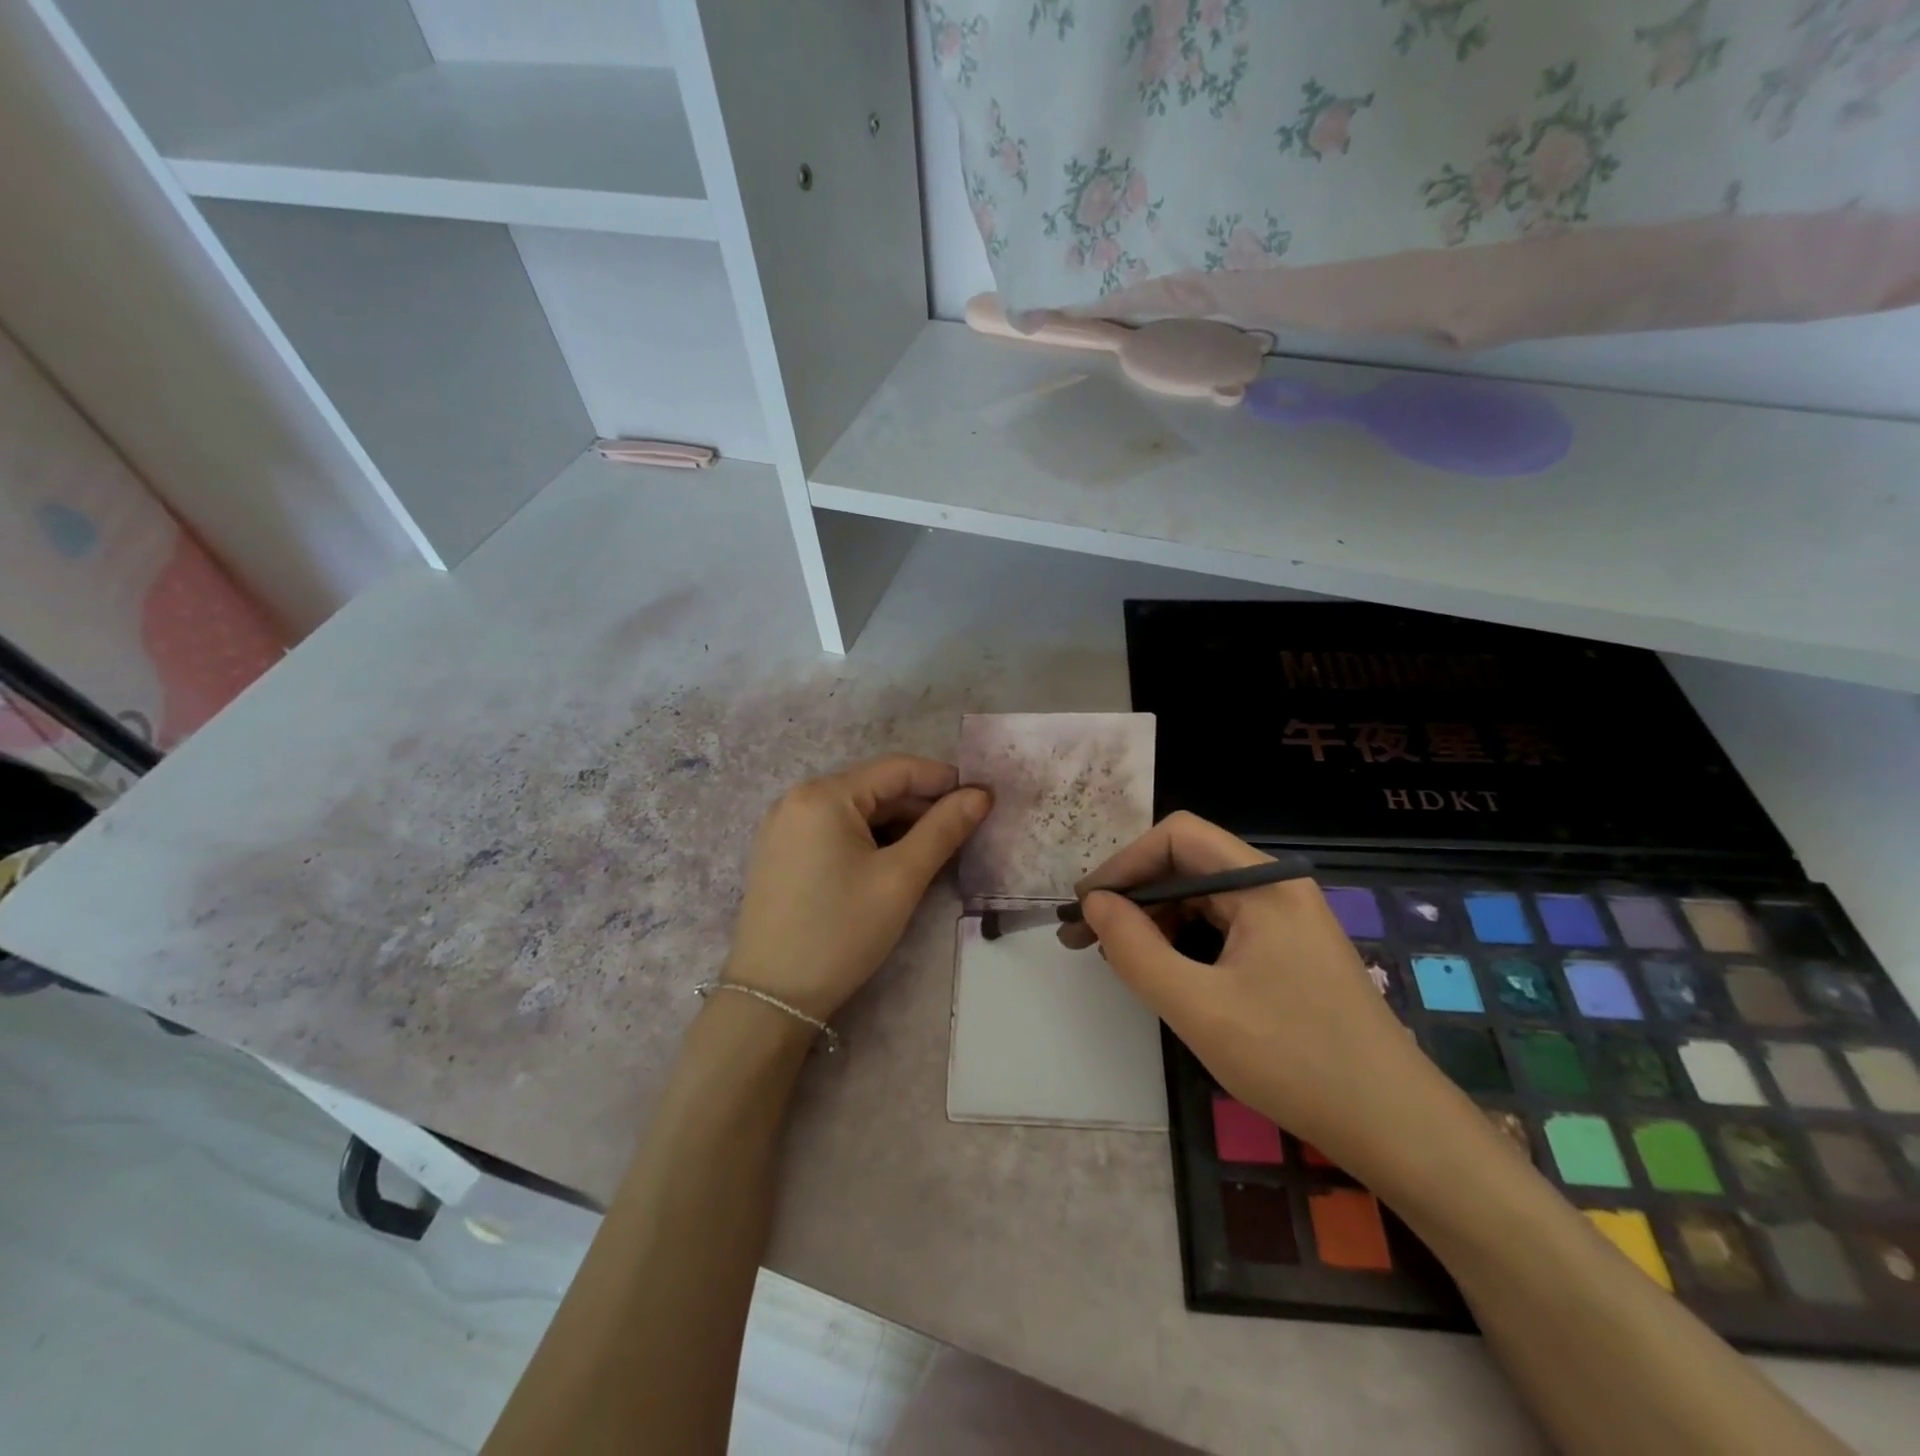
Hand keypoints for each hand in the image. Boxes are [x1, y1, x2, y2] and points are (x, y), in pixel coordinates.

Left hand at [724, 755, 990, 1020]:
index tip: (983, 797)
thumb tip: (981, 794)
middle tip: (966, 828)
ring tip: (937, 847)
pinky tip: (894, 860)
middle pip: (874, 788)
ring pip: (856, 811)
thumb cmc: (841, 931)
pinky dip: (870, 838)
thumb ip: (943, 829)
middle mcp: (798, 798)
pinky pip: (835, 830)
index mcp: (824, 794)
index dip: (944, 779)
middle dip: (922, 805)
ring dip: (898, 824)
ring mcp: (785, 826)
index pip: (897, 768)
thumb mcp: (901, 878)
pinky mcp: (781, 852)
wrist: (772, 997)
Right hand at [1070, 812, 1445, 1166]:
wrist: (1397, 1129)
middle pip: (1188, 862)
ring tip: (1116, 957)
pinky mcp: (1290, 949)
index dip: (1124, 863)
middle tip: (1086, 937)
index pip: (1177, 837)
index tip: (1086, 907)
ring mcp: (1288, 918)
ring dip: (1154, 918)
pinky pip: (1223, 924)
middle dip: (1133, 893)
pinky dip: (1183, 939)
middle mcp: (1277, 887)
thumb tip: (1094, 904)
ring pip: (1202, 895)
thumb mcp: (1198, 1008)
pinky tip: (1162, 969)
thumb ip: (1135, 949)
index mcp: (1264, 883)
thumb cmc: (1295, 1061)